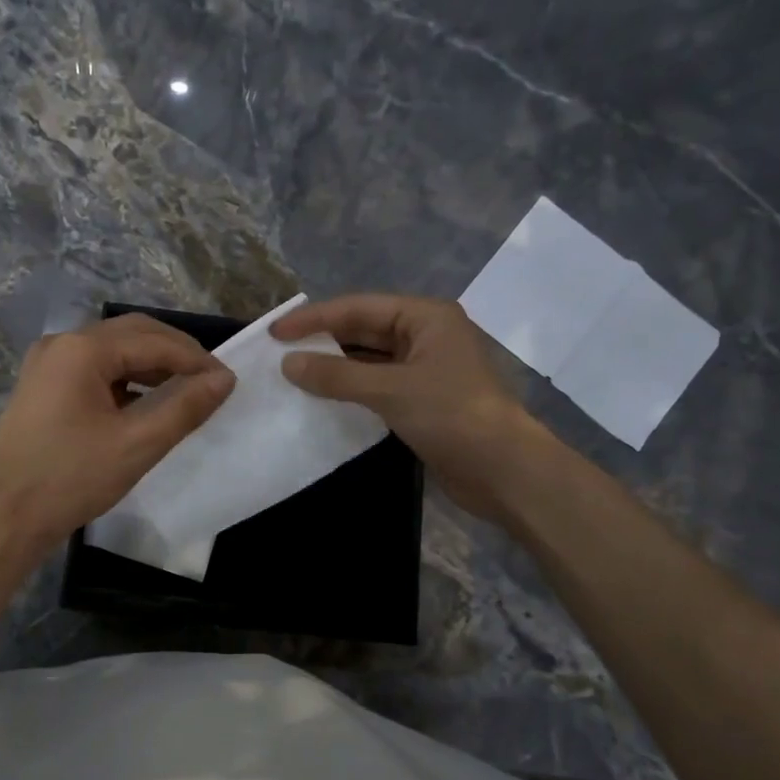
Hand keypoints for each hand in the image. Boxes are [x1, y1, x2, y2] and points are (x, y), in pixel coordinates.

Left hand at [0, 314, 234, 564]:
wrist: (4, 517)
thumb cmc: (71, 479)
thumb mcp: (137, 444)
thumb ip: (184, 407)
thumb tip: (224, 379)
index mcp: (82, 349)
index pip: (154, 340)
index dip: (195, 359)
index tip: (228, 381)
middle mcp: (62, 344)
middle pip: (131, 334)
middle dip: (174, 354)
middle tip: (209, 382)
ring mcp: (47, 364)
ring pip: (112, 351)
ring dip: (150, 366)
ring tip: (184, 392)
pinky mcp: (42, 387)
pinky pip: (94, 370)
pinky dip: (125, 381)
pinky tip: (144, 404)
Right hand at [273, 294, 540, 518]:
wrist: (504, 471)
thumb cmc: (452, 416)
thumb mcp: (390, 390)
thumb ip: (337, 376)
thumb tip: (288, 364)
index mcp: (426, 317)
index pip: (359, 308)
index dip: (314, 318)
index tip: (275, 332)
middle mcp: (426, 335)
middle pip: (363, 330)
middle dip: (322, 340)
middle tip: (279, 352)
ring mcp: (425, 369)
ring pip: (369, 359)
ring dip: (334, 367)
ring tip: (292, 374)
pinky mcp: (422, 400)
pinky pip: (377, 385)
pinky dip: (350, 389)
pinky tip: (322, 398)